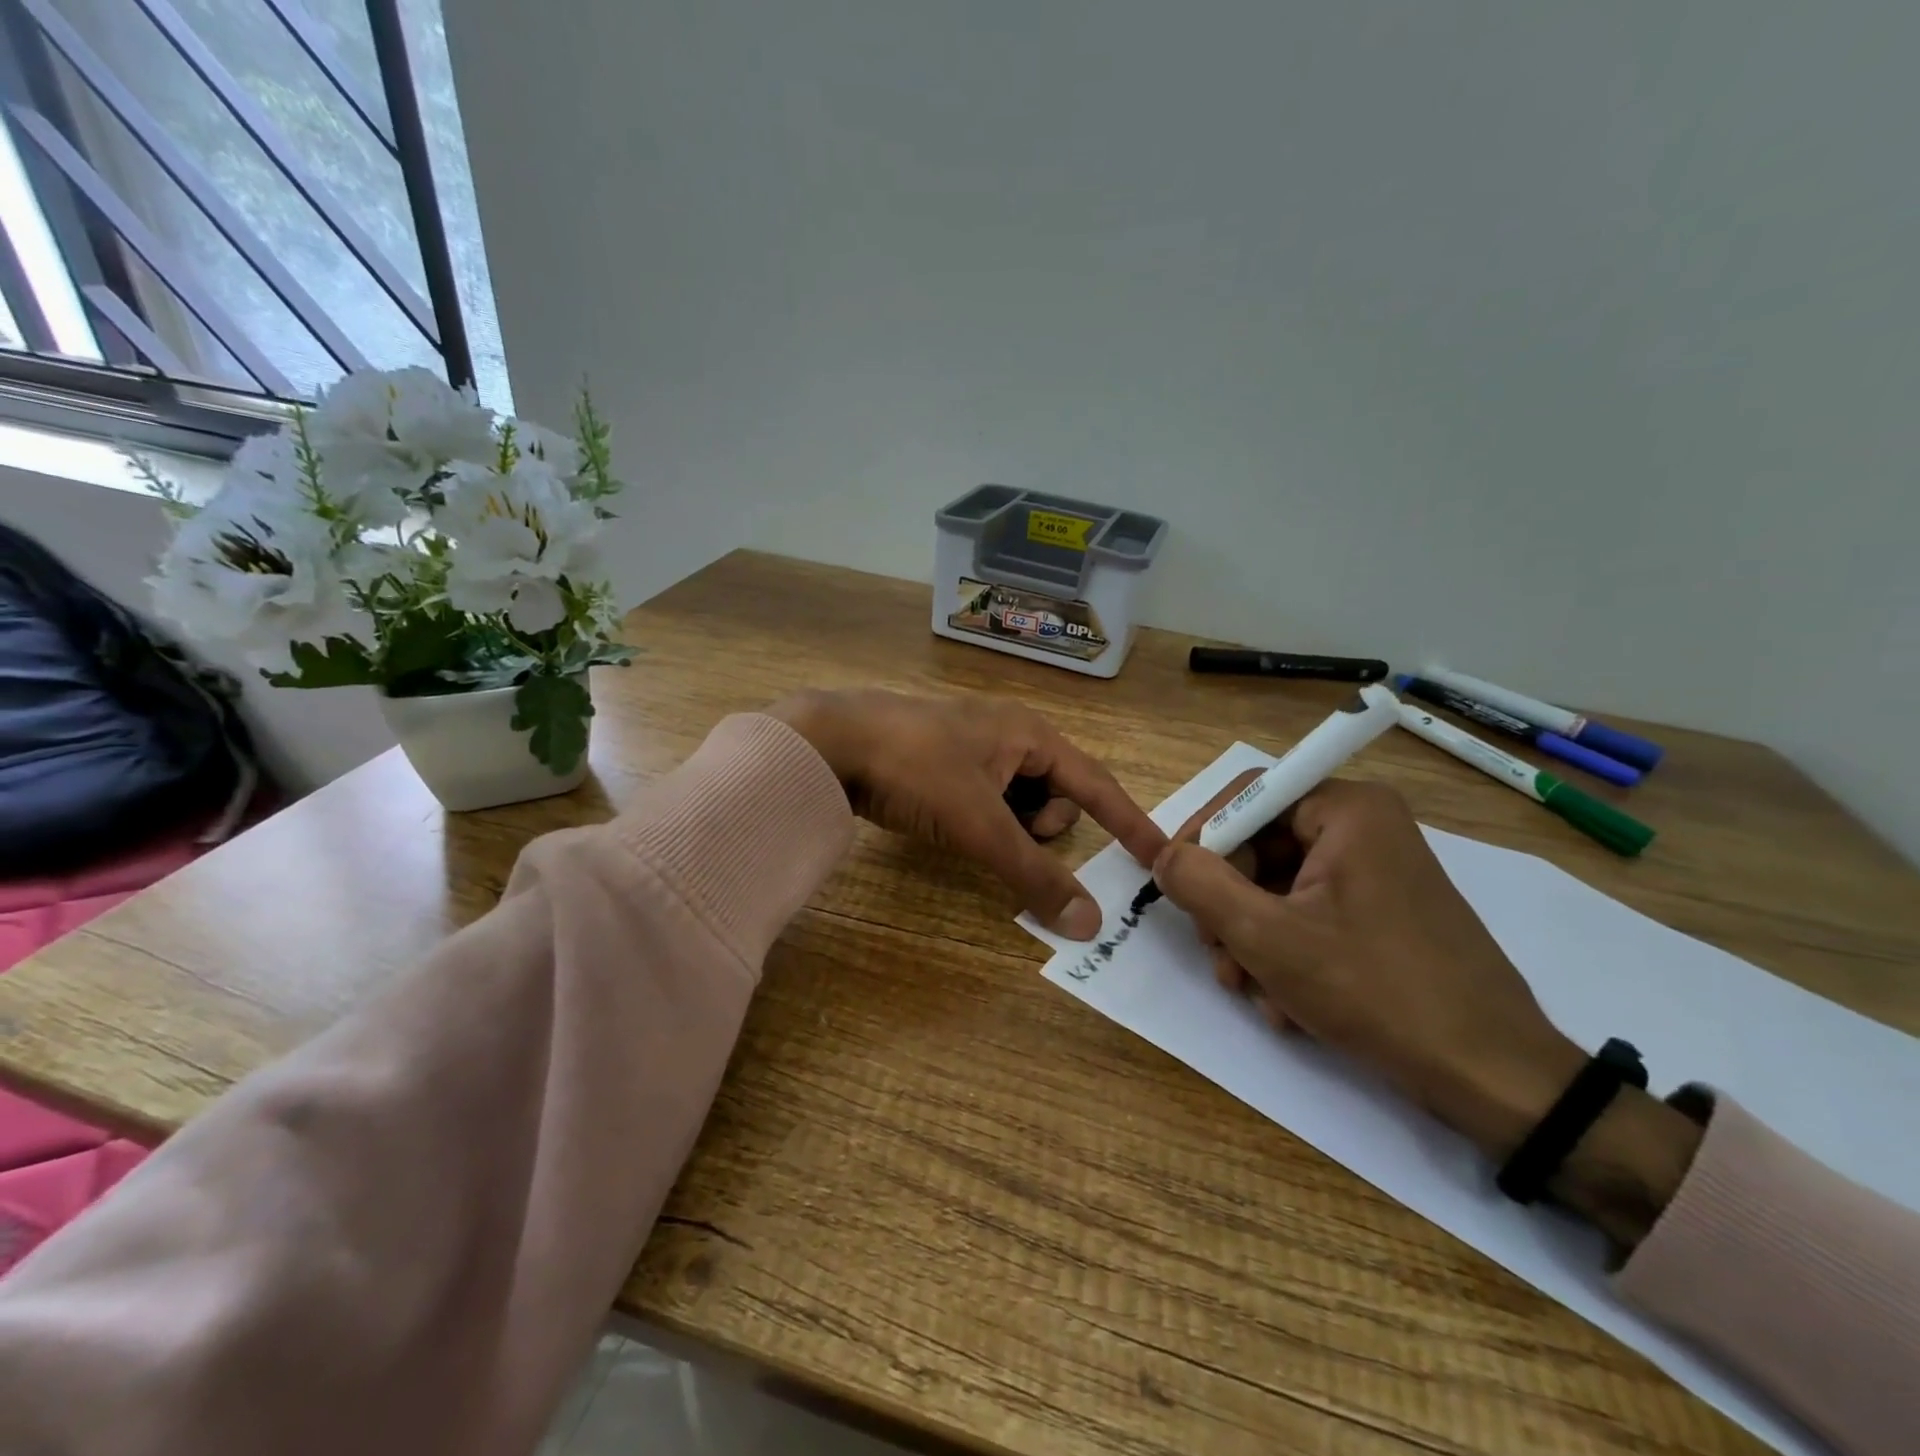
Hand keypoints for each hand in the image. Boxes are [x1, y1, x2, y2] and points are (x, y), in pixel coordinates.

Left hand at [770, 689, 1164, 938]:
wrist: (831, 740)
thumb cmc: (917, 770)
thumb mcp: (980, 824)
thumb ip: (1034, 874)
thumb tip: (1089, 924)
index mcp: (1031, 734)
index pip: (1097, 784)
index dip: (1129, 821)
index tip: (1159, 856)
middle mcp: (1009, 733)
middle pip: (1057, 794)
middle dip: (1042, 824)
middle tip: (1005, 834)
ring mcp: (973, 746)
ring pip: (1019, 799)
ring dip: (1010, 825)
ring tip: (973, 829)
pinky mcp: (943, 761)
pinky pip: (987, 797)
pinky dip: (984, 819)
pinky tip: (951, 823)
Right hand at [1153, 774, 1583, 1158]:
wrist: (1493, 1077)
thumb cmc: (1376, 990)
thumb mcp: (1267, 937)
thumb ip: (1200, 884)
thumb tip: (1163, 856)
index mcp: (1347, 810)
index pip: (1247, 795)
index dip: (1201, 837)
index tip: (1173, 885)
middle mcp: (1363, 827)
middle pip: (1260, 845)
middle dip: (1227, 904)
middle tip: (1216, 955)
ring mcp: (1376, 872)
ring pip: (1278, 886)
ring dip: (1249, 938)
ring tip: (1249, 990)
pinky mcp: (1382, 912)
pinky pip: (1309, 913)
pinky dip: (1284, 953)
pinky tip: (1284, 1003)